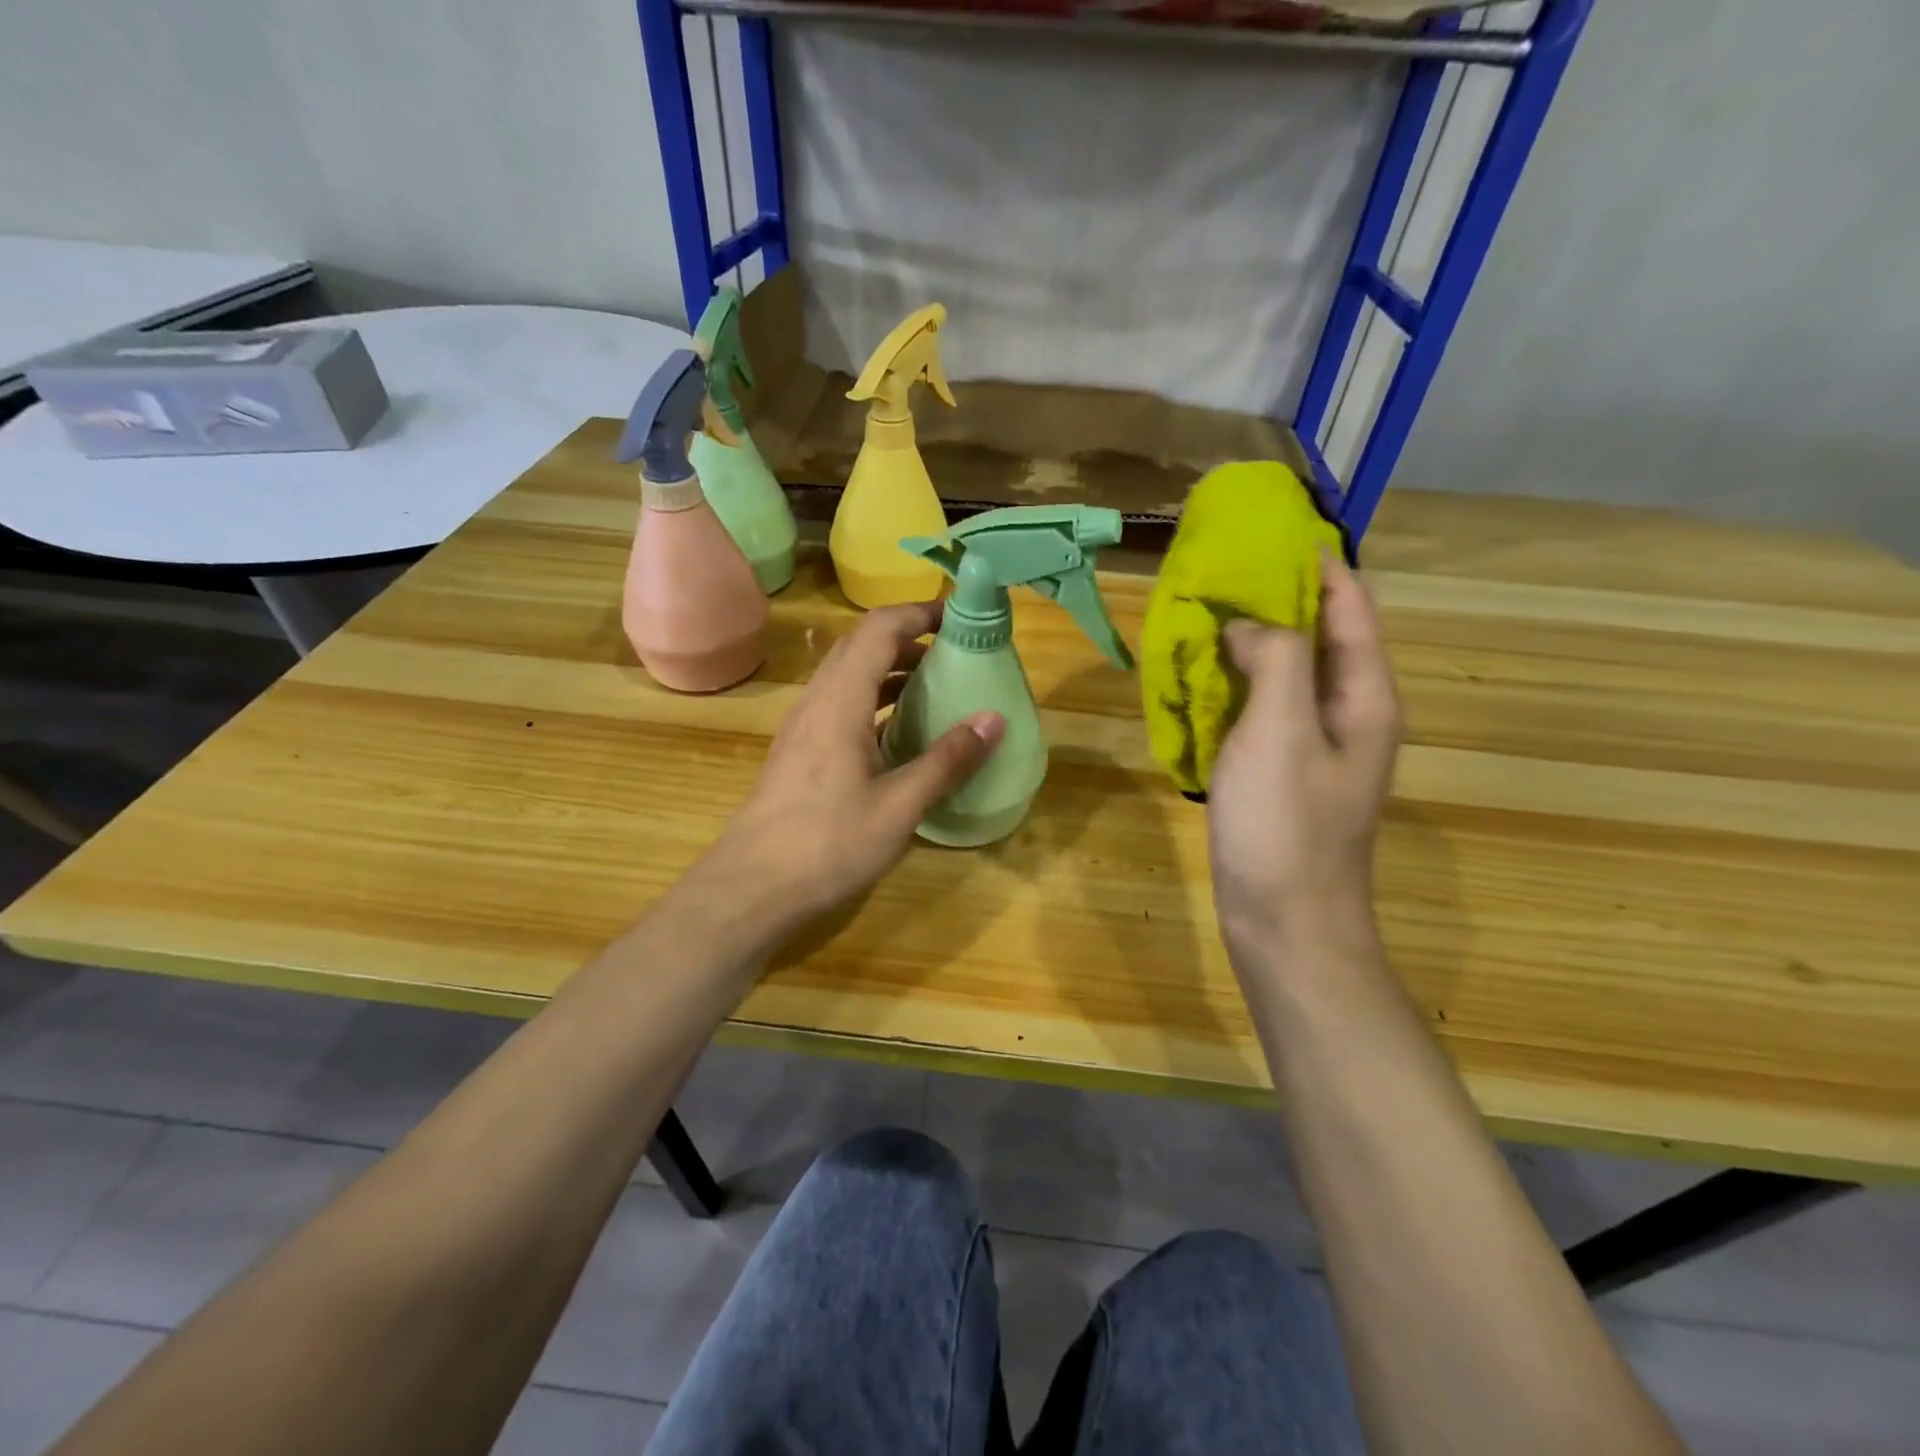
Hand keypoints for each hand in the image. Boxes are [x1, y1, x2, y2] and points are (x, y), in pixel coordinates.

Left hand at [704, 600, 1004, 931]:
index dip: (919, 613)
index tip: (960, 618)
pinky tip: (900, 732)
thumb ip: (947, 760)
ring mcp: (804, 726)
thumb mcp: (900, 805)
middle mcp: (817, 700)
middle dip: (910, 639)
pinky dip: (875, 700)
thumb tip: (994, 718)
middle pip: (862, 646)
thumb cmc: (828, 843)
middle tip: (956, 653)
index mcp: (840, 700)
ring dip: (891, 670)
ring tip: (937, 687)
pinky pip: (842, 704)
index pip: (879, 629)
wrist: (751, 888)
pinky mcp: (801, 751)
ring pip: (849, 676)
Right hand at [1208, 553, 1400, 958]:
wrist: (1285, 924)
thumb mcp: (1279, 732)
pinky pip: (1262, 709)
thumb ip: (1275, 661)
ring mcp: (1315, 745)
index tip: (1268, 530)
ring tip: (1201, 615)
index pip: (1350, 604)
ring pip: (1286, 672)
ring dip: (1250, 642)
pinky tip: (1198, 679)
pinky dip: (1235, 685)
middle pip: (1320, 634)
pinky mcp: (1283, 771)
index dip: (1316, 562)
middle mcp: (1349, 712)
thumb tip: (1250, 624)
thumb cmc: (1285, 828)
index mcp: (1364, 695)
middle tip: (1219, 571)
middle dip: (1275, 598)